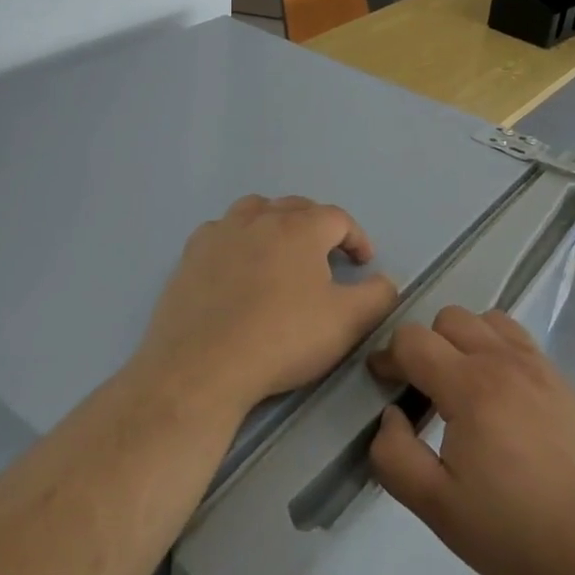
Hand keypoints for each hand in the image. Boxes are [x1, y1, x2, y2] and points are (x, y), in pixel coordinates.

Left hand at [134, 195, 400, 418]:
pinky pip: (221, 232)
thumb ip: (377, 296)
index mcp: (300, 228)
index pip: (338, 218)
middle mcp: (260, 218)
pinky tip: (238, 267)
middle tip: (327, 257)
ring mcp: (221, 233)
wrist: (203, 366)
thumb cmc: (282, 340)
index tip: (363, 263)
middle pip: (296, 207)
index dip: (356, 238)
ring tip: (281, 251)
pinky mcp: (191, 254)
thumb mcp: (347, 322)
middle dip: (318, 227)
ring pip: (255, 210)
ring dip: (275, 223)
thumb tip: (384, 281)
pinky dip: (237, 240)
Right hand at [367, 306, 574, 574]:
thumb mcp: (437, 508)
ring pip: (487, 320)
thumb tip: (390, 416)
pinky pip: (520, 340)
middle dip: (426, 345)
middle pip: (449, 318)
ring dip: (465, 340)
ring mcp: (539, 366)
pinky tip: (502, 397)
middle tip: (424, 390)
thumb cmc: (514, 532)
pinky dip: (498, 350)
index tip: (384, 384)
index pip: (414, 340)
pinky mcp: (563, 381)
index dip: (389, 357)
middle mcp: (504, 361)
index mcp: (470, 386)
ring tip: (464, 386)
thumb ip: (395, 456)